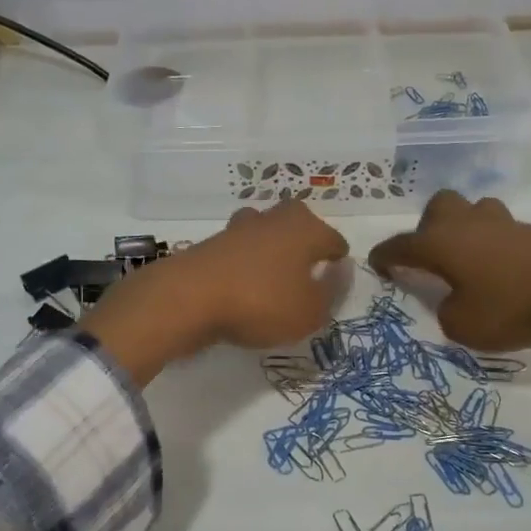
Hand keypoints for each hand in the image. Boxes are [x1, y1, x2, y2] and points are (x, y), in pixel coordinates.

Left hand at [81, 204, 348, 383]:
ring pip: (265, 233)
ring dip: (272, 249)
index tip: (337, 274)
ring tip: (275, 275)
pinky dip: (245, 264)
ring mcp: (238, 228)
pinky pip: (239, 252)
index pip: (333, 240)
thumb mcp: (310, 311)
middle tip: (308, 267)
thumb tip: (341, 271)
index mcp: (305, 229)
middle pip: (298, 224)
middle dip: (305, 241)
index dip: (338, 259)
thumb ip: (331, 292)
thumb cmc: (262, 302)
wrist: (189, 298)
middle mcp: (274, 219)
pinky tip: (244, 283)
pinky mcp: (211, 244)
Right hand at [368, 192, 530, 351]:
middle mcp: (464, 224)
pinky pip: (499, 229)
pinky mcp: (530, 229)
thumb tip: (453, 300)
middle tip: (431, 257)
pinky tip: (498, 266)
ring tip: (467, 258)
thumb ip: (447, 312)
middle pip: (437, 208)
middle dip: (427, 228)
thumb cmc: (510, 303)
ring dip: (463, 229)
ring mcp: (500, 221)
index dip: (385, 256)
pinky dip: (491, 243)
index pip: (400, 246)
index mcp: (439, 243)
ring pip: (471, 211)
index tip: (376, 264)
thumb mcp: (464, 325)